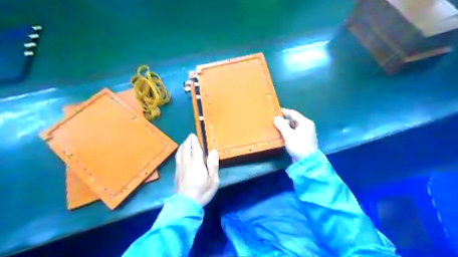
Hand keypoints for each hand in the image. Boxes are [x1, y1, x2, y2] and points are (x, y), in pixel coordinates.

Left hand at [175, 134, 218, 205]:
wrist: (185, 204)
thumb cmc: (202, 192)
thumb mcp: (213, 180)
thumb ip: (213, 165)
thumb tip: (213, 151)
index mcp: (196, 163)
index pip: (195, 149)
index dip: (194, 141)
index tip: (194, 135)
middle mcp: (187, 163)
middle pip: (186, 149)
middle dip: (188, 141)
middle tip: (190, 136)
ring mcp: (180, 168)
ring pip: (180, 153)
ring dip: (183, 146)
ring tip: (185, 142)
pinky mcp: (176, 173)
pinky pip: (177, 158)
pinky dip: (179, 152)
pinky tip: (180, 153)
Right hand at [273, 108, 317, 162]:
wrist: (307, 162)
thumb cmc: (298, 146)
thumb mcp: (289, 135)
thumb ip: (282, 125)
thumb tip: (276, 118)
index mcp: (305, 122)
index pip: (293, 113)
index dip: (284, 111)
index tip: (275, 111)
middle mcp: (306, 126)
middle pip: (293, 120)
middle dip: (283, 120)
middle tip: (273, 121)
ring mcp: (305, 133)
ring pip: (293, 127)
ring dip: (285, 127)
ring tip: (275, 128)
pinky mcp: (303, 140)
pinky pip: (294, 133)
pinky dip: (287, 132)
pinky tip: (281, 135)